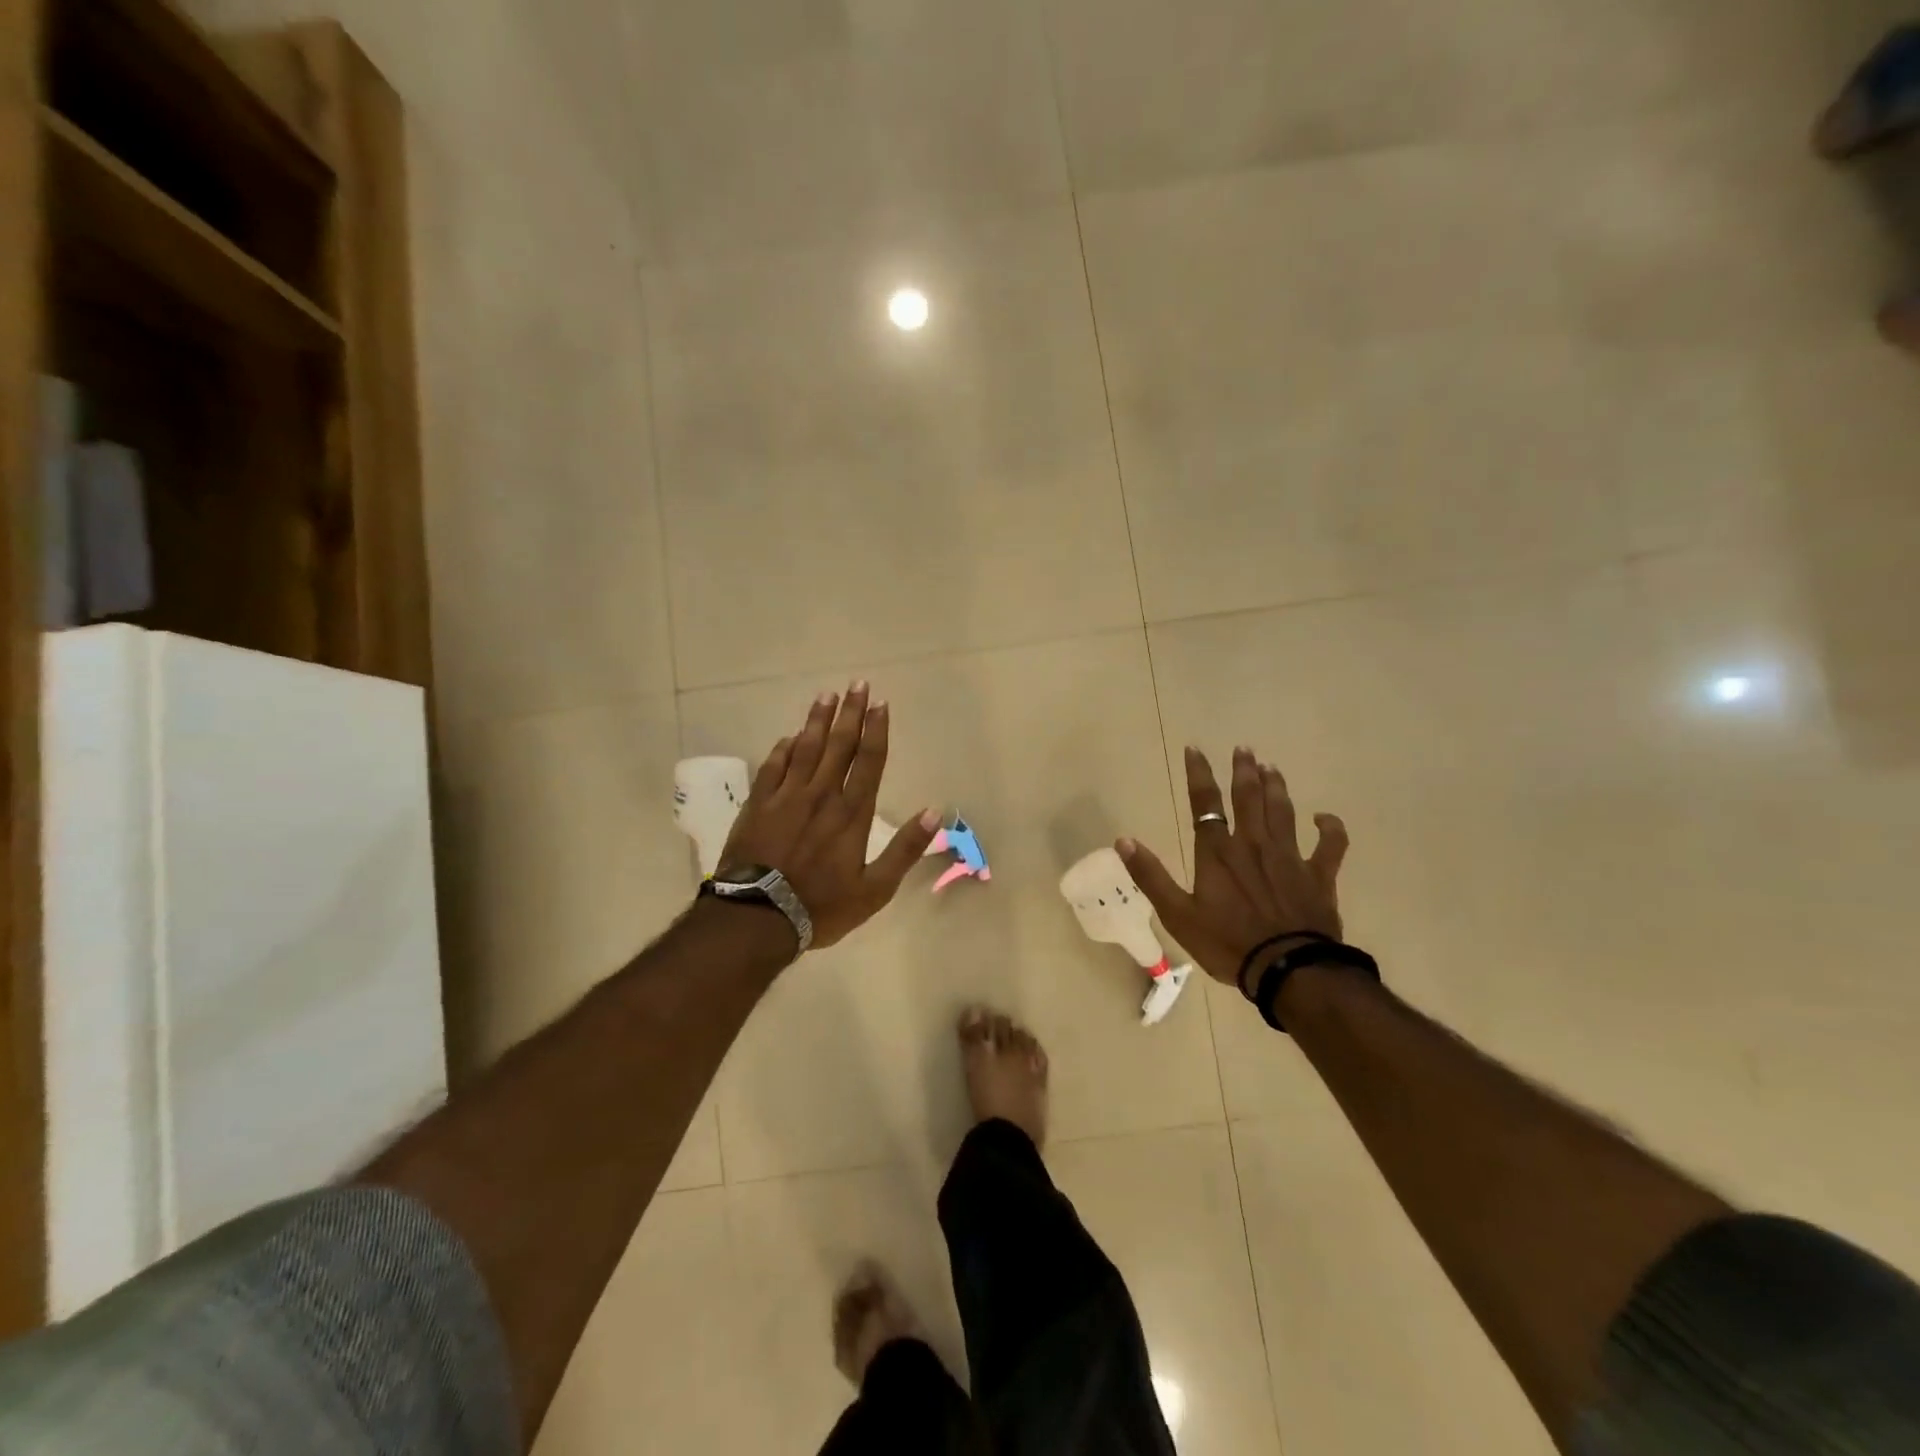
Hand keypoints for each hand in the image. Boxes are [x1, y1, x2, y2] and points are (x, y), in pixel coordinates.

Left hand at [719, 682, 941, 950]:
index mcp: (852, 813)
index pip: (869, 760)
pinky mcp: (758, 805)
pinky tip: (789, 737)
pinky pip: (773, 767)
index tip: (880, 703)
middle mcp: (821, 795)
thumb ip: (905, 849)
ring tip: (826, 696)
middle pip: (839, 745)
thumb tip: (934, 813)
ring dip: (817, 721)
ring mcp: (786, 797)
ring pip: (805, 748)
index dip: (876, 729)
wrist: (758, 917)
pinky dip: (783, 749)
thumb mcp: (875, 890)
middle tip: (857, 683)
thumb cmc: (821, 906)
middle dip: (850, 712)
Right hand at [1116, 747, 1349, 988]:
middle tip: (1244, 748)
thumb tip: (1123, 841)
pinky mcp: (1319, 876)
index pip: (1205, 804)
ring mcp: (1289, 858)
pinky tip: (1325, 818)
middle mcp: (1253, 845)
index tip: (1195, 749)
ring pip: (1283, 812)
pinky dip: (1330, 829)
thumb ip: (1151, 876)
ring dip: (1276, 787)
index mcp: (1218, 853)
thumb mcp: (1178, 915)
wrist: (1289, 970)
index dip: (1199, 774)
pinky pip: (1330, 846)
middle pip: (1248, 798)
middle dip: (1244, 770)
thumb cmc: (1228, 944)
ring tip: (1271, 767)